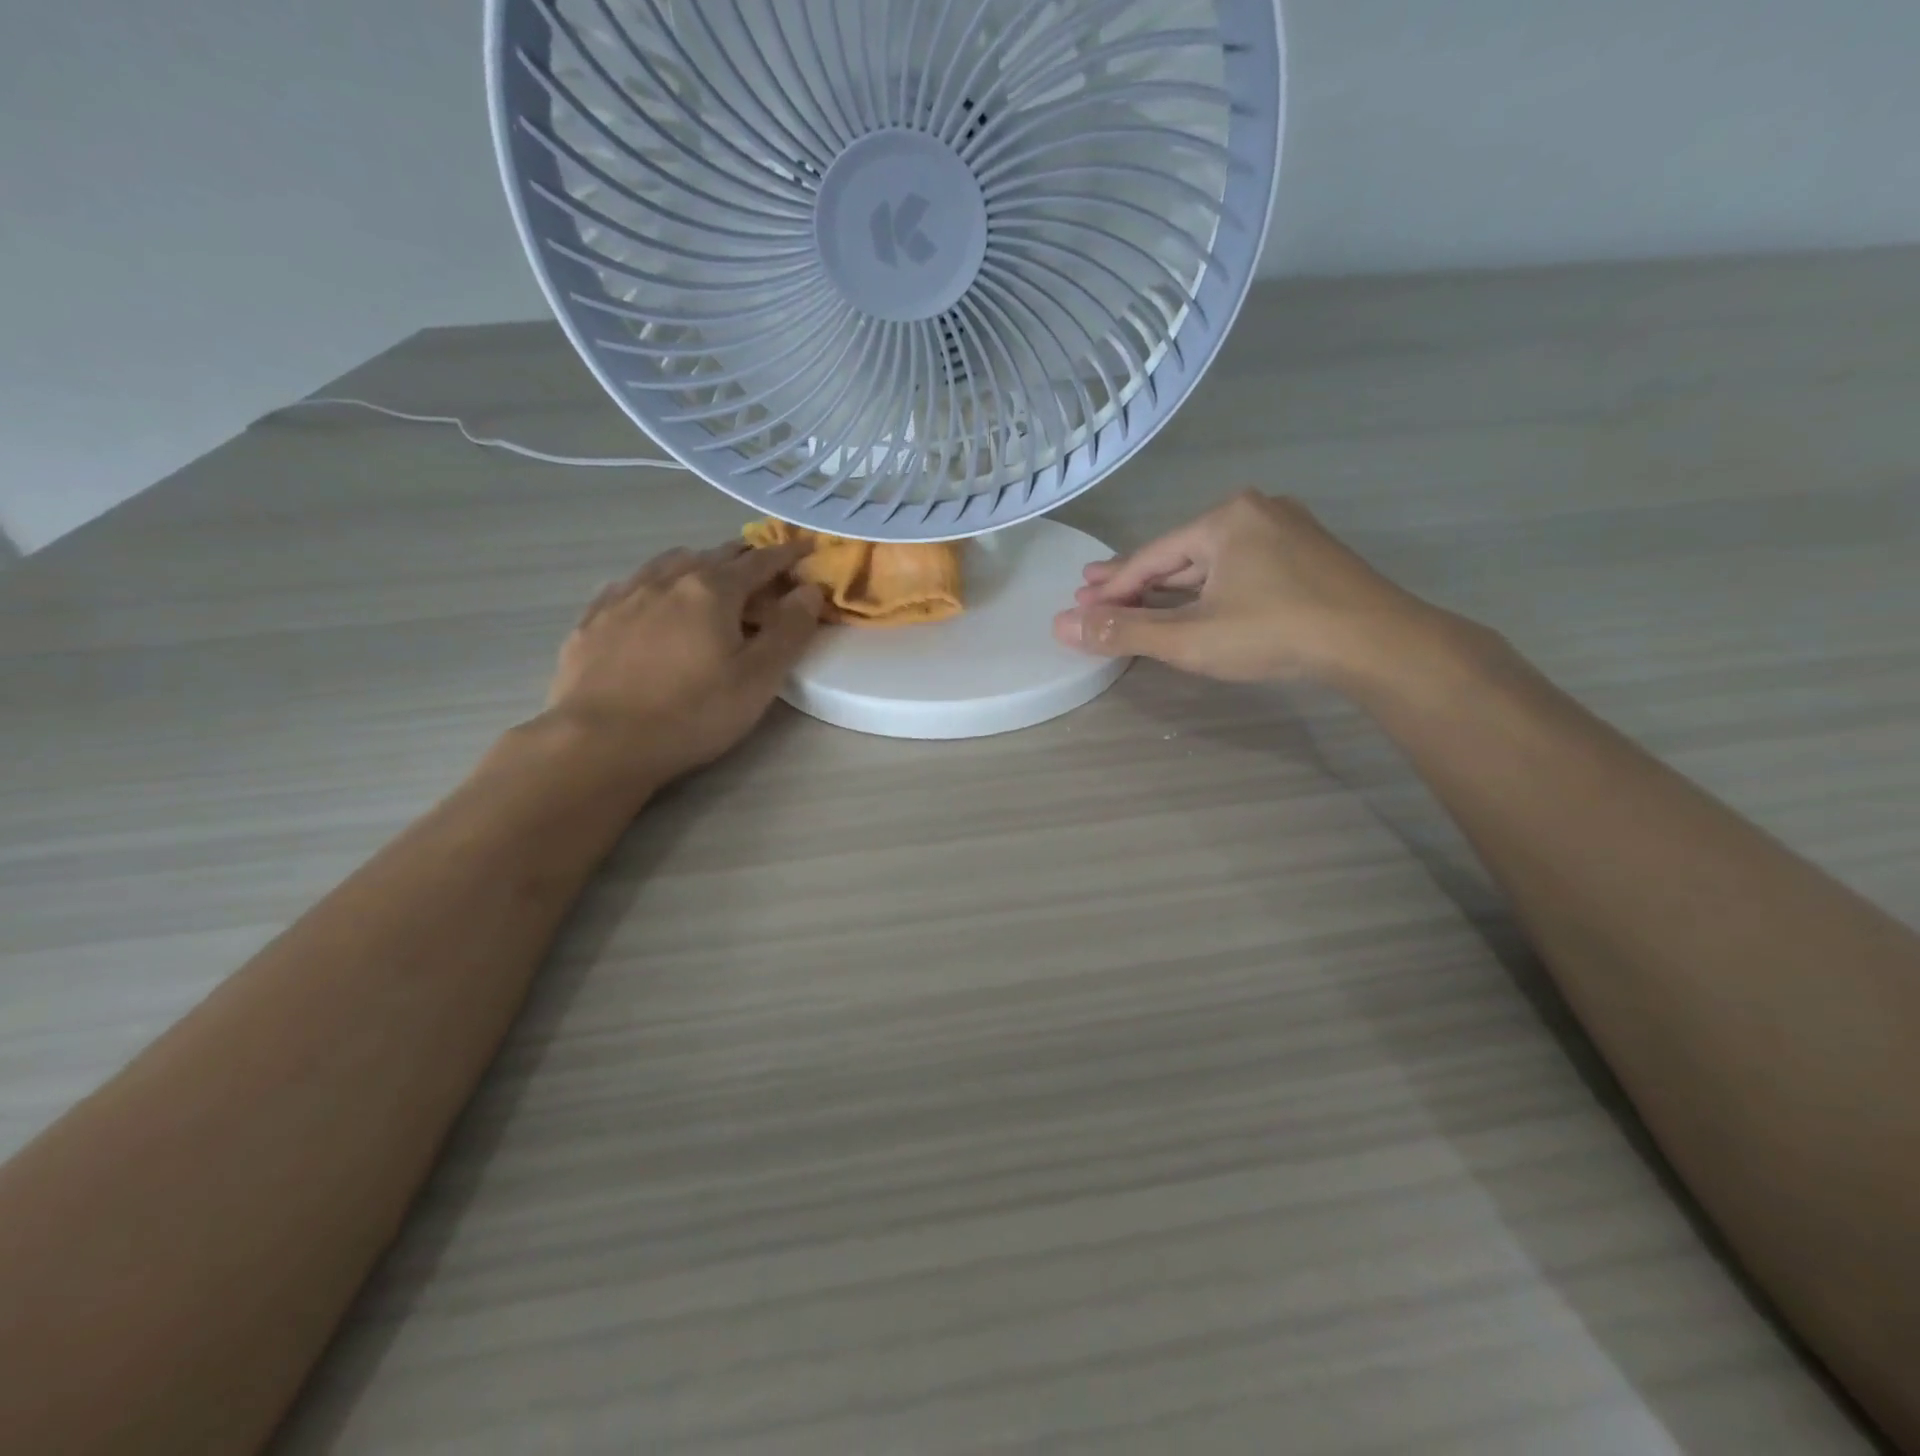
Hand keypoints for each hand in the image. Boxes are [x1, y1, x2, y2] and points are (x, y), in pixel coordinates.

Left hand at [544, 540, 822, 787]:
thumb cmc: (693, 713)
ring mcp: (624, 596)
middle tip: (762, 569)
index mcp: (713, 591)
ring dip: (697, 564)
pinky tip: (651, 600)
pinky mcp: (593, 619)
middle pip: (713, 555)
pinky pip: (631, 584)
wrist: (601, 742)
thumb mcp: (759, 679)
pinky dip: (655, 584)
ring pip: (668, 563)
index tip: (806, 547)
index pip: (760, 562)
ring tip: (708, 578)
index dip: (787, 554)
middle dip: (743, 557)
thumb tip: (810, 589)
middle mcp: (668, 580)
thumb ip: (790, 630)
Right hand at [1054, 492, 1448, 685]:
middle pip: (1179, 556)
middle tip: (1094, 595)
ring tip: (1136, 603)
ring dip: (1172, 588)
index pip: (1150, 558)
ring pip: (1211, 564)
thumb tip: (1061, 626)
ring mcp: (1286, 532)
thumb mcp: (1189, 638)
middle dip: (1136, 582)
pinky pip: (1239, 571)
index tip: (1079, 608)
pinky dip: (1209, 591)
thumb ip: (1124, 632)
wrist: (1376, 644)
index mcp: (1223, 519)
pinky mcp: (1307, 558)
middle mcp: (1254, 513)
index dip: (1112, 589)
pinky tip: (1193, 605)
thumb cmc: (1274, 632)